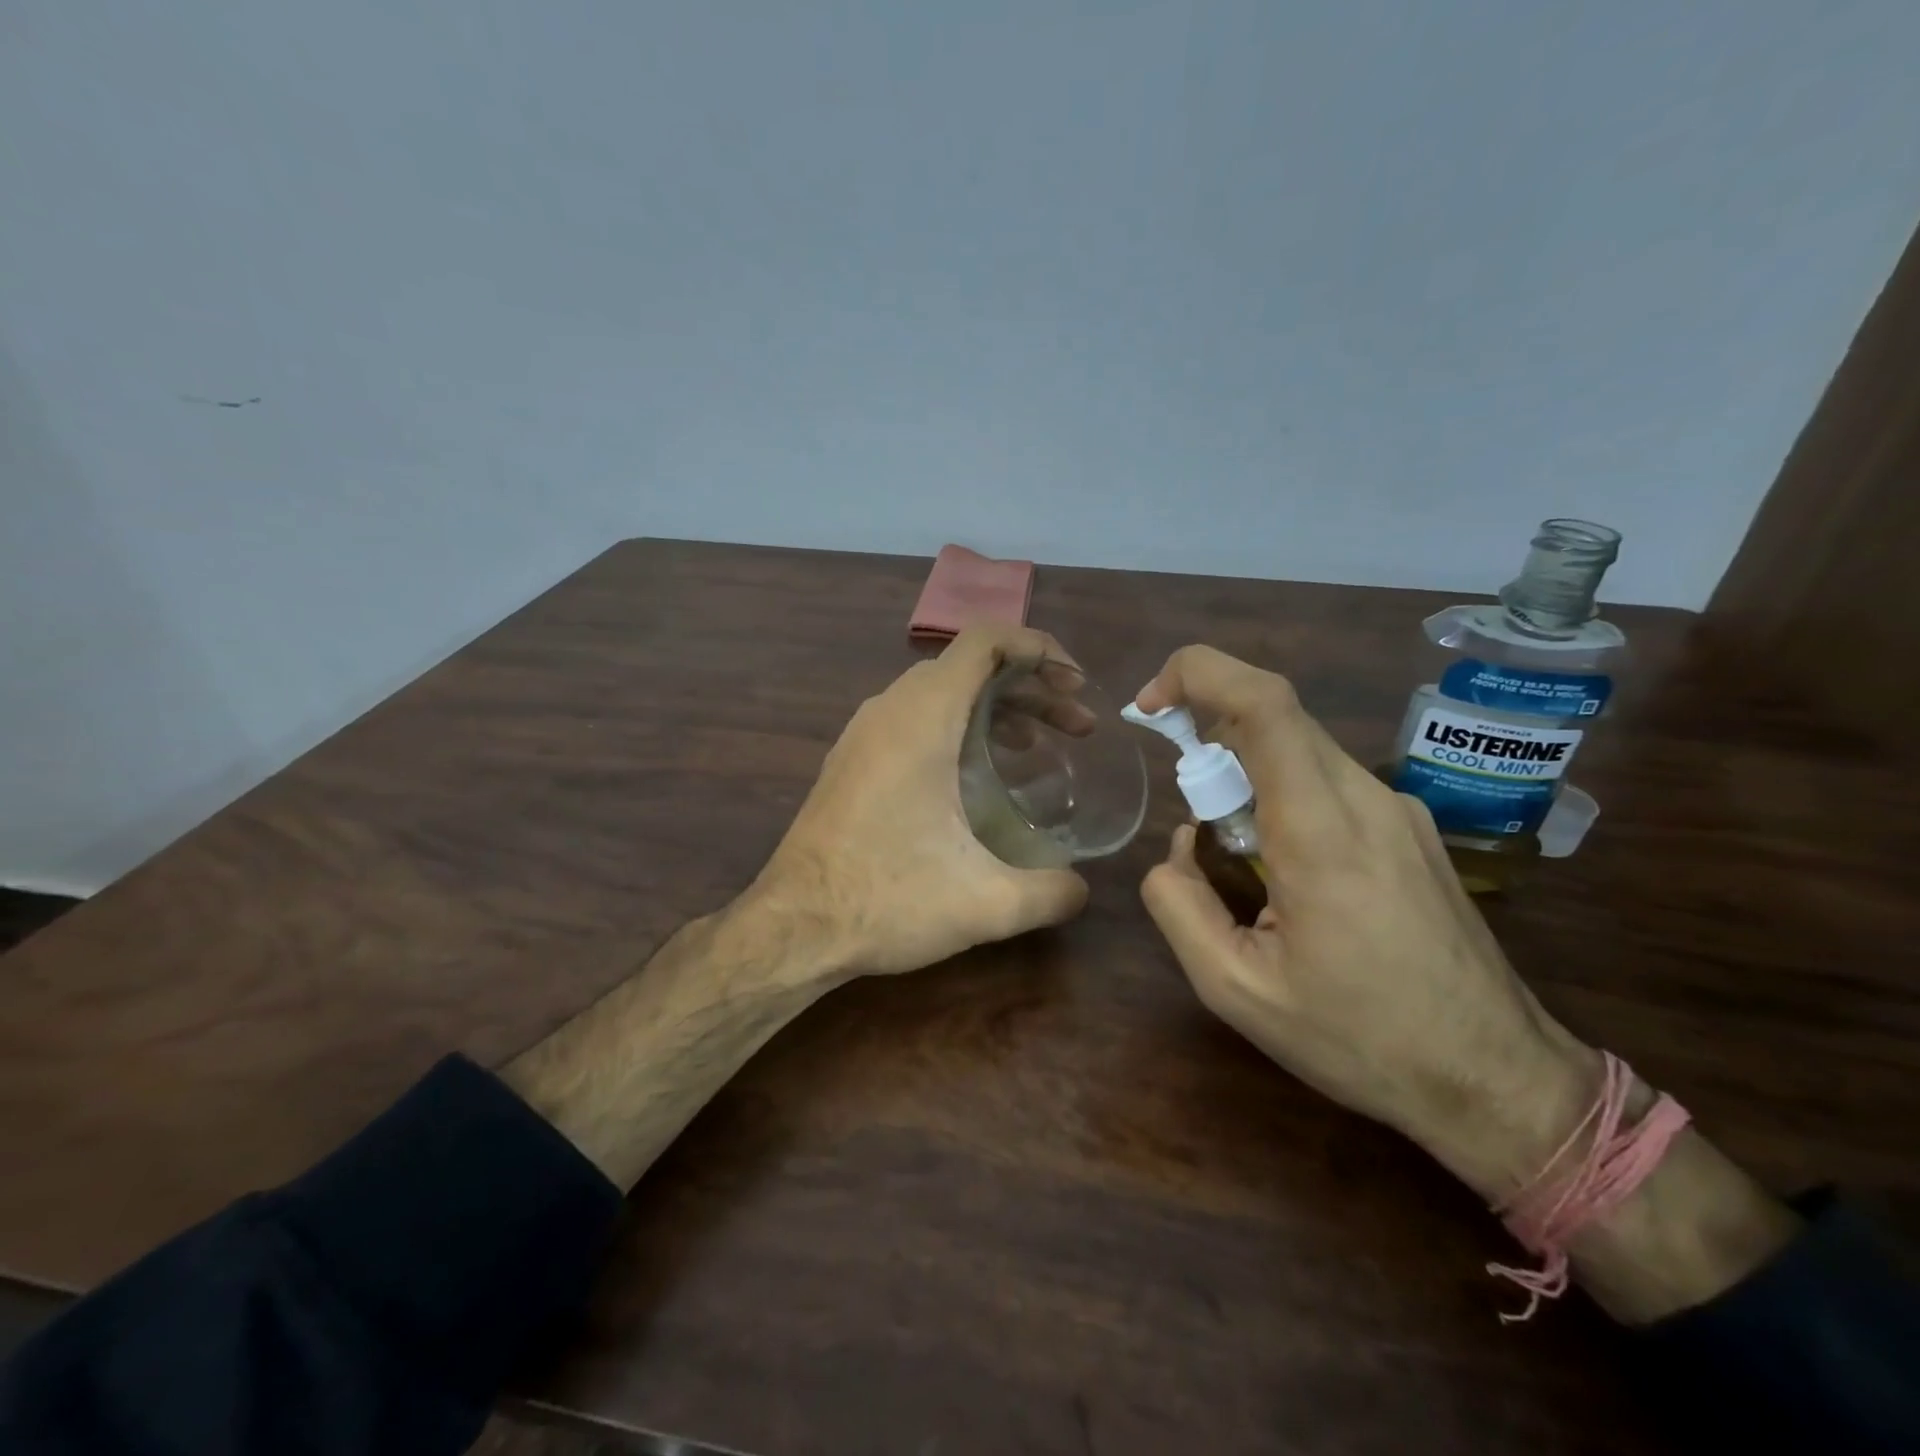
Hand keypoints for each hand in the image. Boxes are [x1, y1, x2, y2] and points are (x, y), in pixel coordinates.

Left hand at [750, 626, 1090, 978]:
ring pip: (939, 693)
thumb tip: (1082, 890)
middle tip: (1075, 727)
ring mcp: (863, 734)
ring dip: (993, 708)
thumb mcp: (986, 903)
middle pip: (969, 666)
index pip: (986, 640)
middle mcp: (889, 709)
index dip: (1039, 648)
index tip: (1076, 686)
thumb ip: (1051, 892)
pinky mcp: (851, 761)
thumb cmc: (886, 900)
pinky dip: (958, 727)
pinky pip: (913, 719)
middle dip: (1029, 686)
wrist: (794, 926)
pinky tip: (977, 778)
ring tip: (1035, 747)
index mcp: (922, 717)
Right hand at [1134, 646, 1598, 1200]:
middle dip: (1208, 728)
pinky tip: (1279, 867)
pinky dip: (1279, 791)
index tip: (1151, 706)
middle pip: (1276, 716)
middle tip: (1184, 799)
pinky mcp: (1409, 828)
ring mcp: (1397, 810)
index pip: (1264, 704)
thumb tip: (1179, 847)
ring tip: (1231, 853)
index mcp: (1320, 833)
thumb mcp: (1235, 990)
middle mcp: (1366, 800)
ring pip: (1301, 747)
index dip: (1198, 675)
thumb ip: (1178, 905)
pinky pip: (1327, 779)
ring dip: (1243, 768)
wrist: (1497, 1080)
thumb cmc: (1361, 1040)